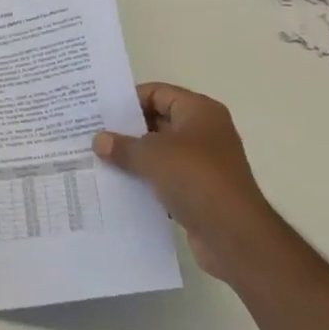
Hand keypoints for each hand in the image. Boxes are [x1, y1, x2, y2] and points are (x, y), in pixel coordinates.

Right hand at [94, 83, 284, 283]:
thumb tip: (98, 140)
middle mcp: (204, 132)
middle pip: (157, 121)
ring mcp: (203, 163)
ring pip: (160, 152)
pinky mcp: (200, 191)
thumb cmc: (196, 179)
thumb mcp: (151, 155)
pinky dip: (145, 181)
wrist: (236, 237)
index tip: (99, 111)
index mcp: (199, 111)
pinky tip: (118, 186)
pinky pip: (165, 178)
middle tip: (92, 134)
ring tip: (98, 160)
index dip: (128, 100)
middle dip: (126, 130)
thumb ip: (122, 145)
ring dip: (134, 157)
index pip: (157, 93)